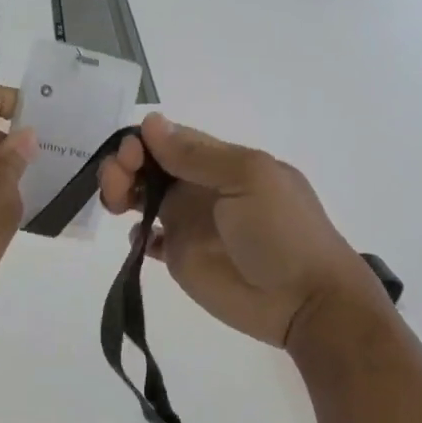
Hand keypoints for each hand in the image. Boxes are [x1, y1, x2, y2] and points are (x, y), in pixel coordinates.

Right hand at [98, 113, 382, 348]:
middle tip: (116, 184)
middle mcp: (200, 188)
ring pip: (142, 198)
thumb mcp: (249, 179)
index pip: (170, 140)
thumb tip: (150, 123)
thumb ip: (198, 155)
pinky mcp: (181, 258)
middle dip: (124, 166)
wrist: (304, 300)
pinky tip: (142, 240)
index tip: (129, 155)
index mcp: (221, 163)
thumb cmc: (282, 232)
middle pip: (149, 166)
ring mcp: (189, 224)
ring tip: (117, 206)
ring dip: (121, 193)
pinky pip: (149, 240)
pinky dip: (136, 235)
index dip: (143, 142)